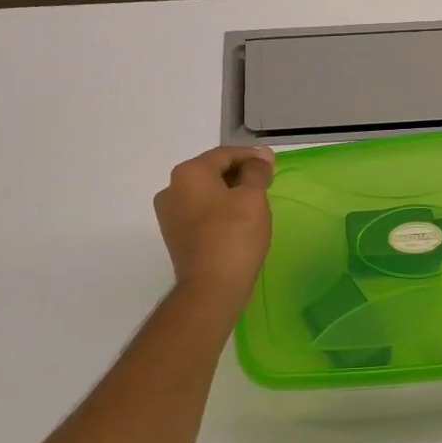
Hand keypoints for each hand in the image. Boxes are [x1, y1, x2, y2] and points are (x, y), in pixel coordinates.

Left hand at [153, 145, 276, 302]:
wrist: (211, 288)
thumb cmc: (234, 235)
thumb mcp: (253, 197)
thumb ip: (257, 171)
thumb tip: (262, 155)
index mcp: (188, 173)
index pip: (224, 154)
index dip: (251, 157)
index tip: (272, 165)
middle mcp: (171, 188)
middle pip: (211, 172)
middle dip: (239, 174)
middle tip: (265, 183)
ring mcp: (169, 214)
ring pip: (205, 193)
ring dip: (229, 192)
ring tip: (254, 202)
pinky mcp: (174, 235)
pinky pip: (199, 212)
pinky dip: (218, 210)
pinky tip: (237, 221)